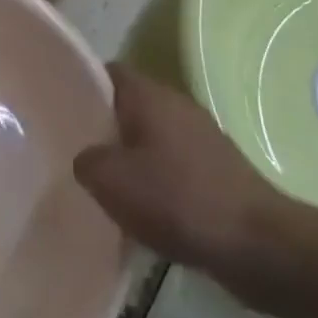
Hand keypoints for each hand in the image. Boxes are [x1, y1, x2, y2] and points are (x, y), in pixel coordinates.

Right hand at [74, 64, 293, 276]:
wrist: (257, 246)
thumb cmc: (177, 200)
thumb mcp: (109, 179)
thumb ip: (86, 160)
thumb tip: (88, 159)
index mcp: (151, 96)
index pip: (108, 72)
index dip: (82, 85)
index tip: (60, 109)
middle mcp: (178, 107)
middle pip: (129, 106)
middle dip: (103, 126)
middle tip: (74, 151)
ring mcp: (202, 139)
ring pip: (151, 138)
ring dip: (129, 158)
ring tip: (102, 184)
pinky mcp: (217, 172)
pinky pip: (173, 166)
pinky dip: (154, 182)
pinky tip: (140, 211)